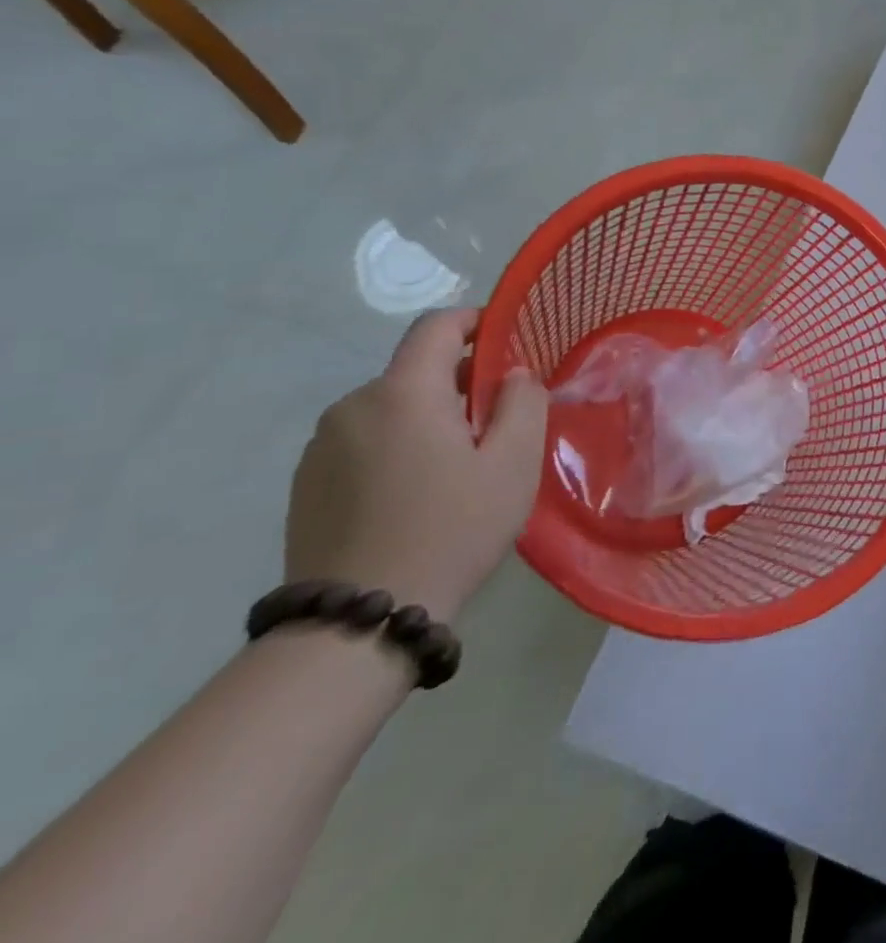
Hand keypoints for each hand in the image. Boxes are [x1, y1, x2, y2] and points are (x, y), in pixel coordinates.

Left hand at [284, 308, 548, 620]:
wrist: (359, 620)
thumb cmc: (452, 528)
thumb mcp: (513, 462)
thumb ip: (522, 402)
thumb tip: (512, 375)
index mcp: (402, 393)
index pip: (436, 326)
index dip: (475, 323)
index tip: (507, 346)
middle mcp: (352, 407)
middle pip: (415, 371)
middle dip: (460, 385)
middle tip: (497, 428)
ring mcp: (321, 447)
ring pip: (391, 409)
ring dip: (428, 419)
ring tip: (457, 470)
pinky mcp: (305, 484)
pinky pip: (364, 442)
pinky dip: (397, 448)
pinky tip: (416, 496)